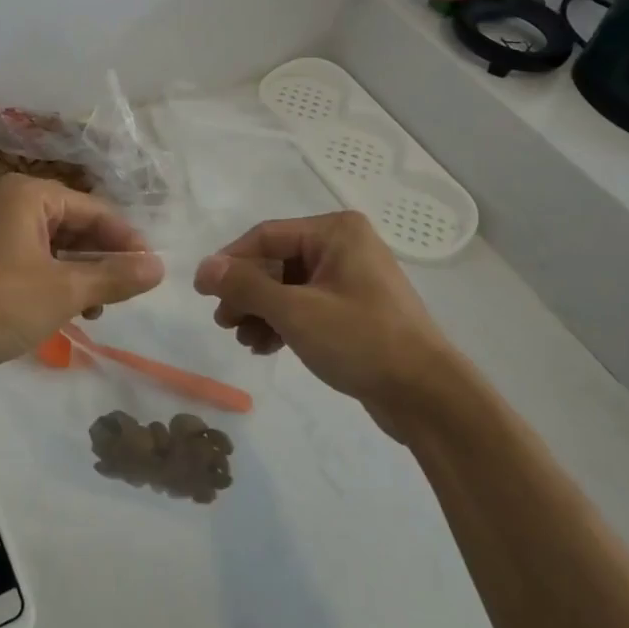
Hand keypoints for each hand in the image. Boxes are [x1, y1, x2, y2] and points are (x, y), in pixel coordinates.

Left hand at [0, 175, 165, 379]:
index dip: (127, 240)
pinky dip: (59, 282)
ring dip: (84, 274)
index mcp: (31, 195)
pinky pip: (37, 262)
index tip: (153, 270)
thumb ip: (115, 276)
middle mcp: (13, 204)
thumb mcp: (64, 290)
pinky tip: (73, 311)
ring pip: (58, 247)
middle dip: (104, 259)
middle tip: (131, 291)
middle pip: (77, 225)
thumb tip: (160, 267)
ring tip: (101, 308)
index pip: (96, 210)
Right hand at [194, 212, 466, 439]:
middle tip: (224, 323)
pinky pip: (307, 306)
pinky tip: (266, 348)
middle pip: (276, 262)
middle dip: (247, 293)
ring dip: (262, 312)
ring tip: (245, 341)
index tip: (202, 291)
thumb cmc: (361, 340)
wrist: (426, 395)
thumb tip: (204, 267)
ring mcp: (351, 279)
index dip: (230, 262)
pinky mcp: (355, 310)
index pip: (266, 236)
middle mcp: (344, 246)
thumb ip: (246, 287)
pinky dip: (284, 323)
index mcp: (336, 232)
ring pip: (289, 287)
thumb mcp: (295, 312)